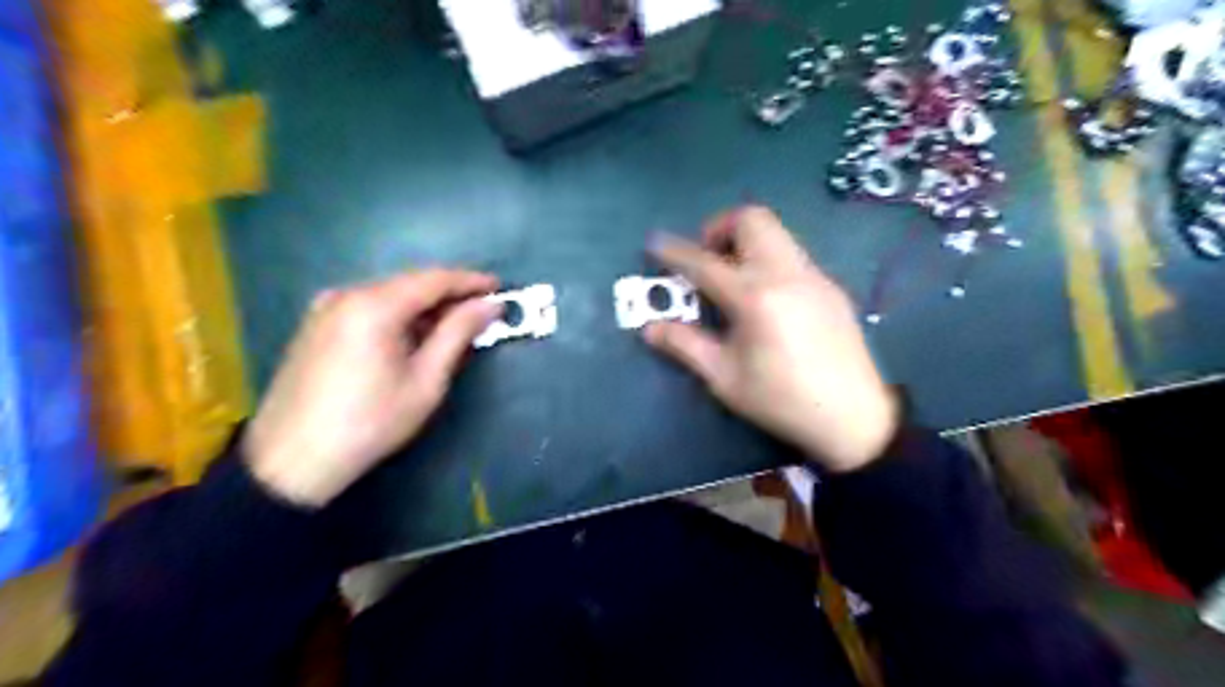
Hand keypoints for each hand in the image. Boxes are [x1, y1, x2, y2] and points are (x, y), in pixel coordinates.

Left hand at [246, 271, 502, 506]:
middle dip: (449, 295)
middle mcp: (347, 294)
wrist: (292, 460)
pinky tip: (413, 336)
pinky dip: (398, 315)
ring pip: (389, 294)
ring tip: (453, 327)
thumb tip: (489, 305)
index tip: (500, 288)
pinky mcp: (315, 324)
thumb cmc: (370, 422)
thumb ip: (458, 334)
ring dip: (424, 306)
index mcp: (374, 305)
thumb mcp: (425, 381)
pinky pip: (368, 307)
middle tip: (481, 312)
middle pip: (410, 283)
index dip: (471, 281)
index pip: (434, 279)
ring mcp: (325, 307)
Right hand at [641, 203, 896, 471]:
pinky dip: (769, 259)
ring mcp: (814, 276)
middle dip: (720, 228)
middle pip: (752, 219)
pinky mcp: (831, 287)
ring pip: (777, 233)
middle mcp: (786, 273)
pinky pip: (793, 255)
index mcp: (755, 297)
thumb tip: (649, 329)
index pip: (704, 262)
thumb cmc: (780, 400)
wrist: (853, 417)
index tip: (654, 244)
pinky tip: (767, 299)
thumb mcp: (724, 378)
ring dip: (747, 241)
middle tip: (707, 259)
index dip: (674, 252)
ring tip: (733, 279)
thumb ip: (685, 345)